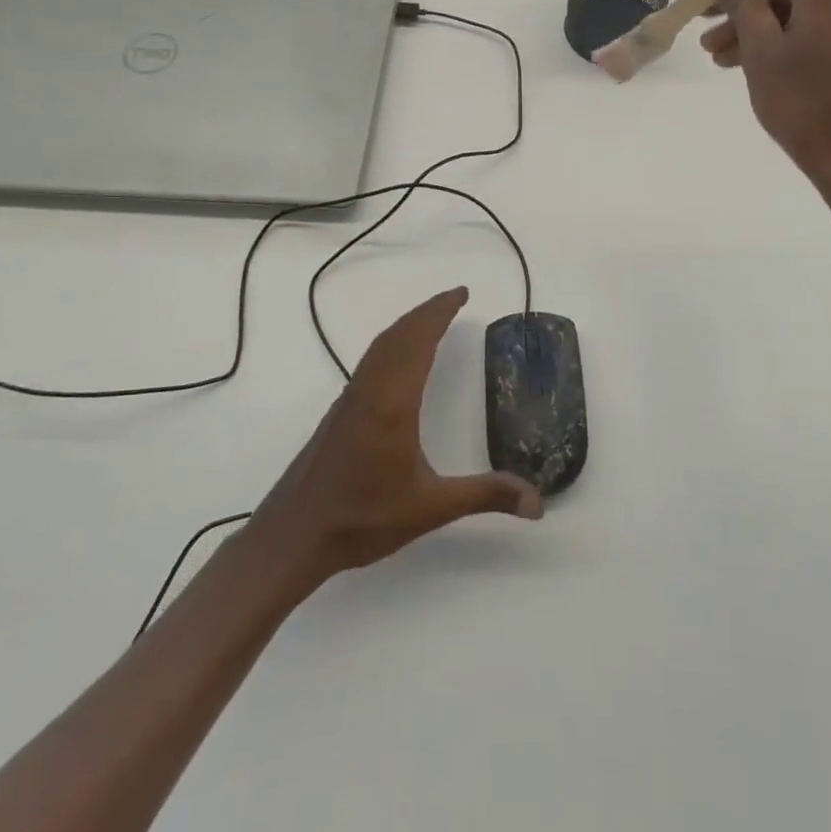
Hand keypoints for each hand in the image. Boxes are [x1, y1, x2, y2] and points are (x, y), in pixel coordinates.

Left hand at [248, 287, 541, 584]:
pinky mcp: (339, 412)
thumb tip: (537, 503)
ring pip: (380, 346)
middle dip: (427, 311)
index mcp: (393, 402)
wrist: (292, 538)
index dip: (439, 312)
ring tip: (431, 319)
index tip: (461, 293)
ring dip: (407, 325)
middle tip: (454, 298)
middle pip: (398, 334)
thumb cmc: (362, 520)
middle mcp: (370, 389)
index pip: (418, 340)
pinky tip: (399, 360)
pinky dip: (391, 343)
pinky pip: (370, 361)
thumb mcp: (431, 508)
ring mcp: (350, 399)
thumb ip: (484, 496)